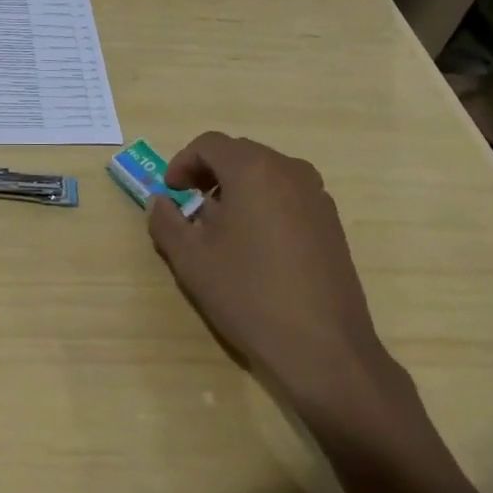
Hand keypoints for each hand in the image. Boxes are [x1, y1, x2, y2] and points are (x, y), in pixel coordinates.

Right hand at [147, 133, 393, 408]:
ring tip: (220, 227)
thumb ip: (166, 221)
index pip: (209, 144)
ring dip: (236, 188)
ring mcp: (317, 196)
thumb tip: (161, 202)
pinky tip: (254, 245)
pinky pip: (288, 196)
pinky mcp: (331, 223)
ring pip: (266, 174)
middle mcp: (290, 171)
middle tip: (189, 205)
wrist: (323, 348)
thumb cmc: (248, 294)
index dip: (182, 162)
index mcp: (253, 169)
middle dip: (209, 173)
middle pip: (239, 154)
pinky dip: (263, 204)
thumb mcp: (190, 258)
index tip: (170, 192)